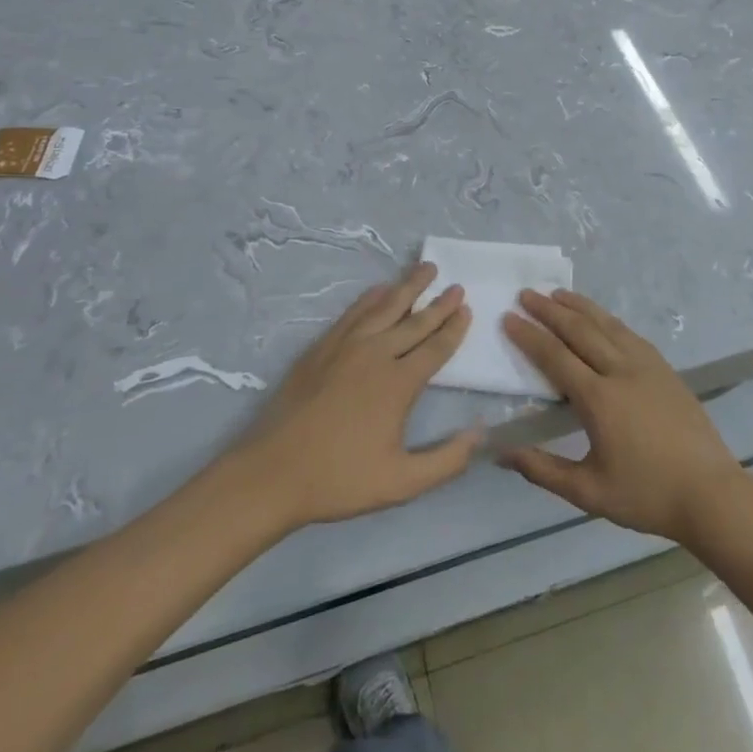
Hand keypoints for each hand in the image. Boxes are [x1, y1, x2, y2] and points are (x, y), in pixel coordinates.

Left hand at [230, 263, 478, 529]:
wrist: (271, 473)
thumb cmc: (339, 479)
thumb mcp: (401, 483)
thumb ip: (446, 461)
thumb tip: (480, 433)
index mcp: (398, 383)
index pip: (435, 348)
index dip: (453, 329)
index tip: (467, 309)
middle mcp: (376, 354)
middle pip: (414, 321)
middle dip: (438, 303)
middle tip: (456, 286)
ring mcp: (346, 346)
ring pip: (384, 307)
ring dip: (407, 287)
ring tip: (426, 269)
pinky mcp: (321, 347)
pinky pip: (353, 313)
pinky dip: (371, 297)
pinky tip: (380, 289)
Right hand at [502, 291, 747, 546]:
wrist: (711, 493)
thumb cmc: (647, 495)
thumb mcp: (588, 492)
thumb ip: (542, 470)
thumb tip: (500, 454)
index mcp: (599, 399)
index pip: (555, 357)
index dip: (529, 336)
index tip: (508, 317)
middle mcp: (621, 371)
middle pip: (579, 330)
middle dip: (549, 310)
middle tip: (526, 293)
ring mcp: (647, 365)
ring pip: (606, 325)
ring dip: (579, 306)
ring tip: (557, 293)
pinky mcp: (664, 368)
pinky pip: (629, 333)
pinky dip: (607, 319)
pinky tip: (600, 317)